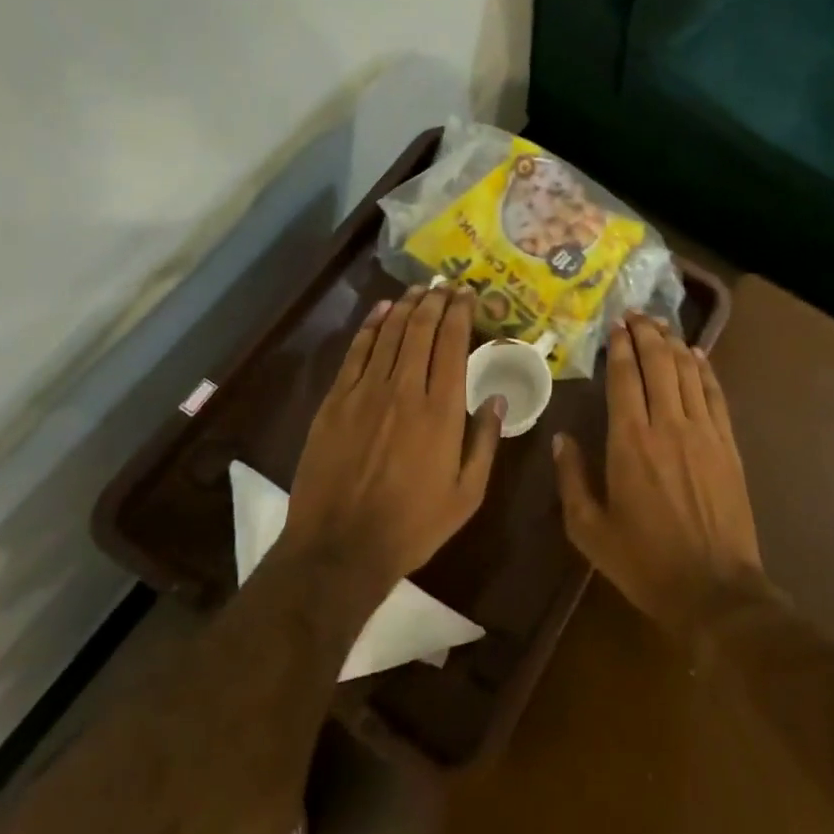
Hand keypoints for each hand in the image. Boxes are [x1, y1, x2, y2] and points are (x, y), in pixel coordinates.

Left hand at [284, 286, 503, 591]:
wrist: (340, 547)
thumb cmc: (413, 524)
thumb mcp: (467, 494)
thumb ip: (486, 442)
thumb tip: (499, 398)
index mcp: (442, 410)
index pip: (453, 344)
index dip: (461, 312)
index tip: (468, 295)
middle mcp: (405, 389)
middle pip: (422, 329)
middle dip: (436, 300)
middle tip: (446, 285)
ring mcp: (365, 392)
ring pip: (390, 333)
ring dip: (407, 306)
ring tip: (419, 290)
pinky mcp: (335, 401)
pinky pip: (356, 351)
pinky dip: (370, 326)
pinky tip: (382, 311)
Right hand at [554, 313, 764, 638]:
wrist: (713, 589)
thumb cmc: (644, 562)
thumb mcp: (590, 530)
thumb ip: (572, 480)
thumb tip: (561, 439)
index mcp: (630, 443)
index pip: (625, 378)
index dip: (621, 347)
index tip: (615, 325)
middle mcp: (667, 426)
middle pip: (658, 364)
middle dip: (647, 333)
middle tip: (636, 314)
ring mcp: (703, 432)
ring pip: (688, 372)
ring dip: (674, 343)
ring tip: (661, 324)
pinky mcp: (727, 444)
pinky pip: (715, 394)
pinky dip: (704, 369)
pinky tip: (696, 354)